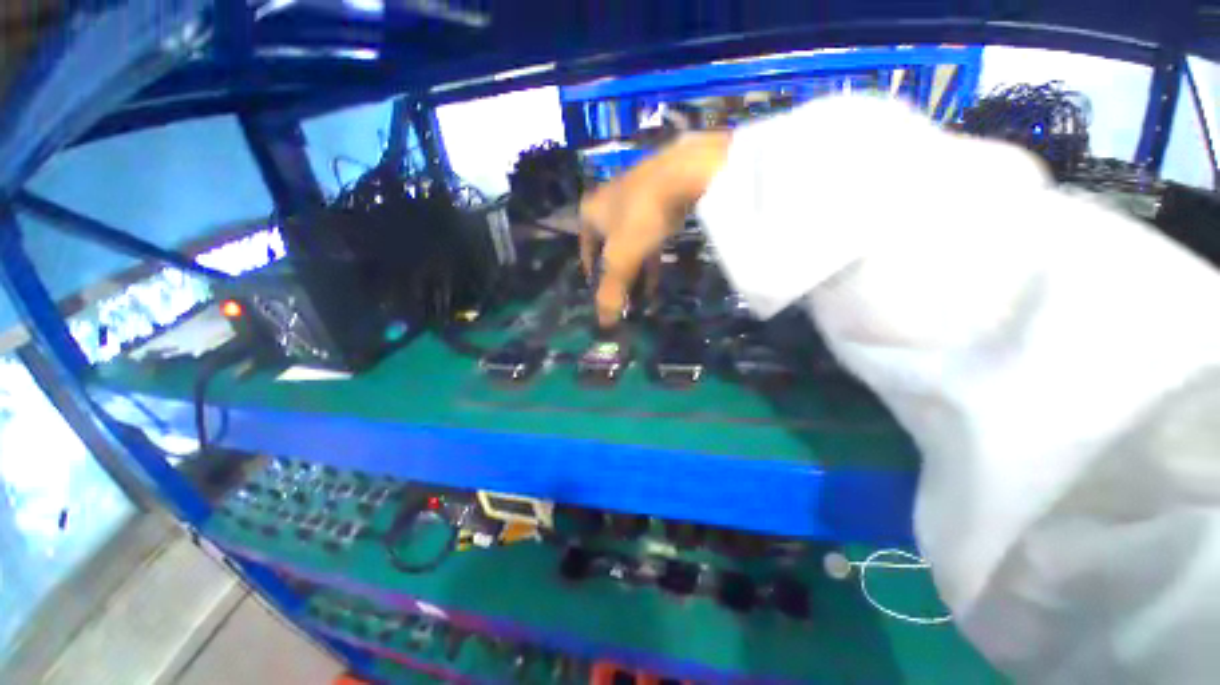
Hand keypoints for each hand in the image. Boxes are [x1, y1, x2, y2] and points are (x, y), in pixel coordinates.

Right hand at [579, 132, 731, 326]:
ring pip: (631, 243)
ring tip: (645, 294)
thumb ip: (611, 291)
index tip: (602, 295)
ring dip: (637, 269)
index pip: (586, 253)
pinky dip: (652, 254)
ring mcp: (634, 198)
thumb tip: (604, 324)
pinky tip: (660, 271)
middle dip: (618, 277)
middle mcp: (607, 204)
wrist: (683, 172)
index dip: (593, 276)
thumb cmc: (641, 216)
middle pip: (610, 250)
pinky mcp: (658, 198)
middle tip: (626, 299)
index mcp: (590, 214)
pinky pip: (649, 234)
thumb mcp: (621, 259)